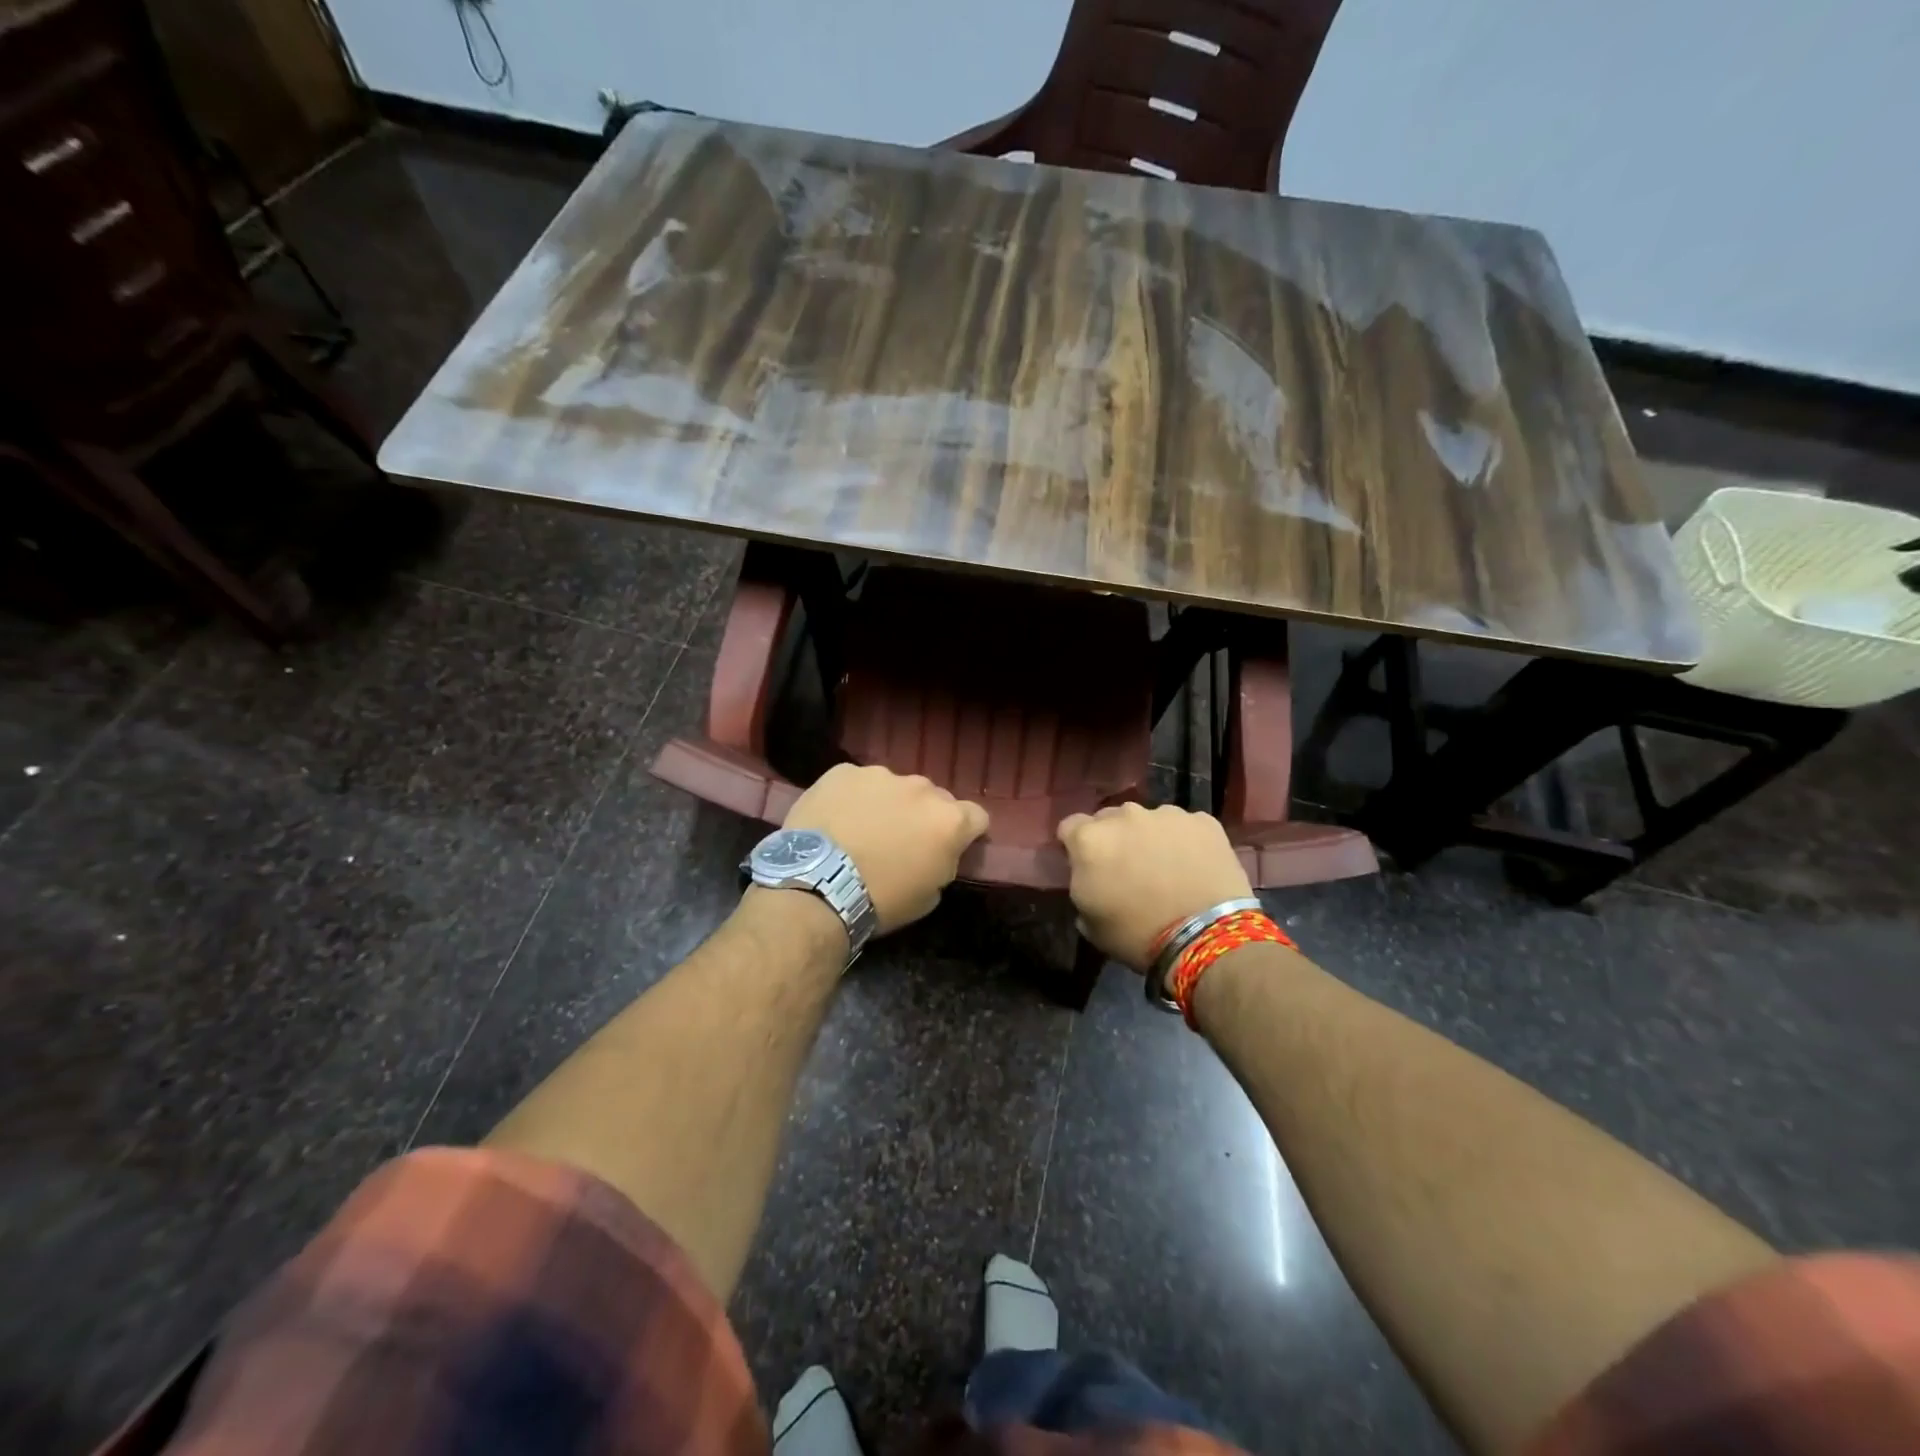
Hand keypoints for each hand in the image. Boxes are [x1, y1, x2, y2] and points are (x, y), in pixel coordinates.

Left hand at [784, 764, 988, 933]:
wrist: (816, 886)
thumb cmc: (880, 900)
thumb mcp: (928, 896)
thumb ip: (943, 863)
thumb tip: (937, 852)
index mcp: (949, 820)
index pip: (977, 817)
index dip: (966, 833)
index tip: (950, 847)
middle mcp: (922, 788)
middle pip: (934, 798)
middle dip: (923, 816)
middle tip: (900, 842)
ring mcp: (881, 775)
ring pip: (894, 787)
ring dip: (887, 804)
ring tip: (861, 830)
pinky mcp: (843, 771)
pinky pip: (857, 783)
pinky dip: (852, 798)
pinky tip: (835, 820)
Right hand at [1057, 803, 1253, 972]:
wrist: (1206, 936)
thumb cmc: (1137, 935)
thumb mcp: (1089, 923)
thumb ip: (1082, 886)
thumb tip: (1090, 877)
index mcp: (1090, 839)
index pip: (1070, 827)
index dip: (1076, 846)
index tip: (1087, 866)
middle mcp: (1125, 815)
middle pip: (1110, 819)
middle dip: (1114, 839)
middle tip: (1127, 868)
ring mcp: (1166, 814)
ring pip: (1149, 820)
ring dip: (1149, 837)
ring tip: (1166, 867)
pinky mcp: (1203, 820)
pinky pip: (1185, 827)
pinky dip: (1185, 841)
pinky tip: (1194, 866)